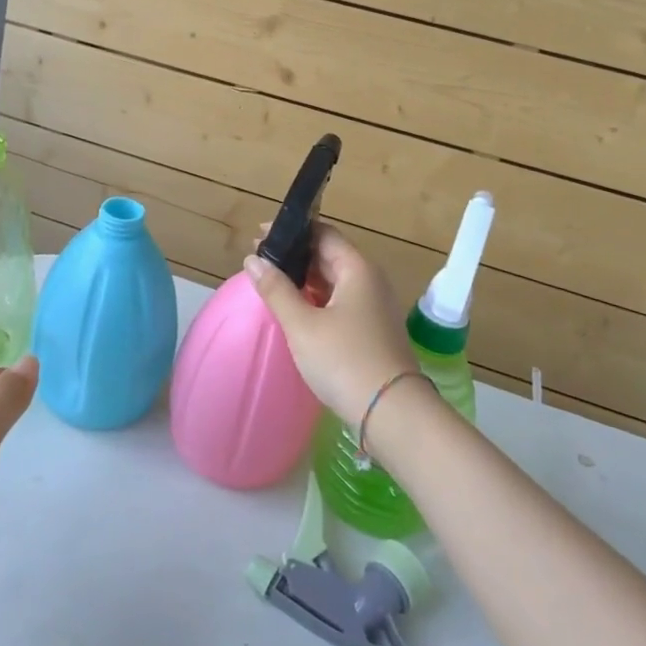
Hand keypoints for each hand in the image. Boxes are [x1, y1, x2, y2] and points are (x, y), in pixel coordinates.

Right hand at [244, 226, 418, 426]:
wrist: (392, 414)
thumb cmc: (345, 361)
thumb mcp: (302, 325)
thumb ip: (276, 290)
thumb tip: (253, 260)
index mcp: (357, 269)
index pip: (323, 234)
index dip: (292, 231)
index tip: (260, 237)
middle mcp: (370, 281)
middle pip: (329, 256)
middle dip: (295, 256)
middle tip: (259, 261)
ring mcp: (374, 307)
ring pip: (334, 282)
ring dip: (304, 280)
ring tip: (271, 284)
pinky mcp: (372, 331)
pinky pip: (340, 302)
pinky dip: (317, 300)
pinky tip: (296, 310)